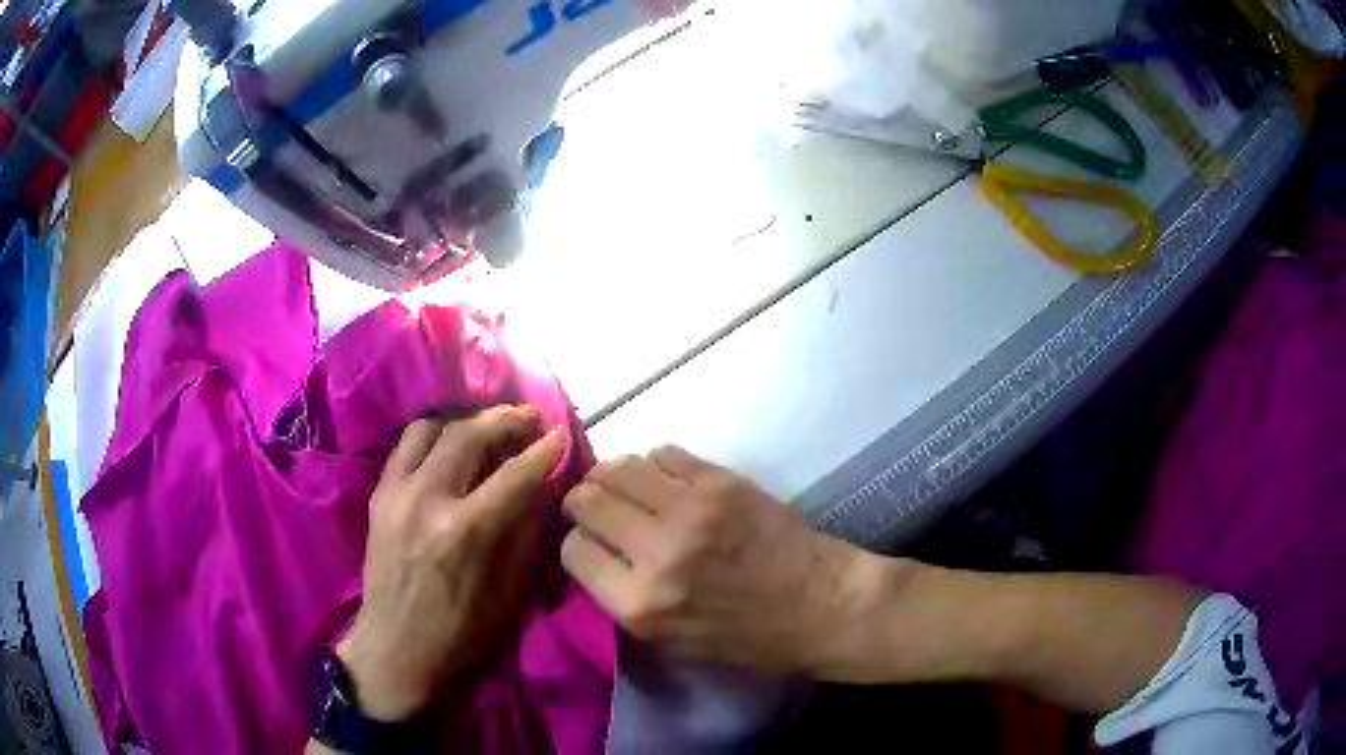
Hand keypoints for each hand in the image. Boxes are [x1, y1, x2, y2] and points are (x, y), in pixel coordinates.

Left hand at [338, 407, 567, 721]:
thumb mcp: (511, 594)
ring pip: (430, 428)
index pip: (514, 474)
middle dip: (505, 419)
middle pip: (468, 434)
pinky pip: (405, 446)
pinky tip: (450, 444)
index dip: (544, 449)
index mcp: (466, 532)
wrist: (397, 649)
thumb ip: (527, 533)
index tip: (562, 432)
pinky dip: (433, 436)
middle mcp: (427, 500)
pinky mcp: (378, 496)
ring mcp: (396, 493)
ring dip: (465, 420)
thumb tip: (542, 488)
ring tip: (488, 426)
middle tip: (529, 418)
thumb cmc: (462, 634)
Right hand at [560, 446, 893, 678]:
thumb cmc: (748, 638)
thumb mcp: (670, 642)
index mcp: (639, 604)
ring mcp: (690, 510)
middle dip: (585, 501)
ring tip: (630, 489)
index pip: (573, 550)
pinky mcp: (722, 482)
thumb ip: (623, 600)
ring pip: (618, 467)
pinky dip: (657, 465)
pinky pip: (664, 453)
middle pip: (587, 500)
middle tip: (600, 507)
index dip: (578, 543)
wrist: (821, 606)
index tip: (592, 543)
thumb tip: (593, 552)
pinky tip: (670, 482)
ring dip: (615, 476)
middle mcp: (656, 552)